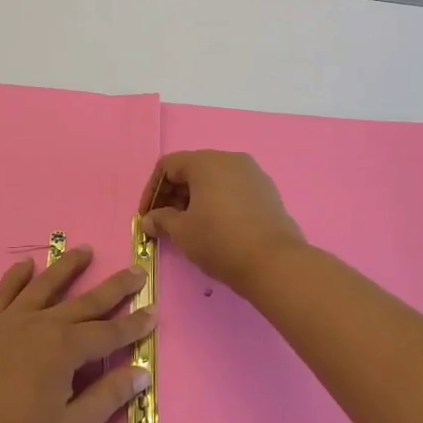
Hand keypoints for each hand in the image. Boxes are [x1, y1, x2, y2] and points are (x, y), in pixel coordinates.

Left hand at [0, 245, 153, 422]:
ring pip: (45, 285)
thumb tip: (141, 372)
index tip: (153, 311)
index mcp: (65, 350)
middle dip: (114, 288)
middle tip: (136, 271)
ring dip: (67, 267)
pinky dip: (16, 276)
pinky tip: (27, 265)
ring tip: (85, 251)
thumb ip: (107, 396)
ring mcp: (9, 322)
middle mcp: (41, 325)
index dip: (133, 325)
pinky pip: (3, 293)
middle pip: (84, 302)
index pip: (109, 333)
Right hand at [139, 150, 305, 291]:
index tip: (147, 216)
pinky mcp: (268, 191)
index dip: (152, 190)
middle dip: (174, 194)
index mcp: (206, 162)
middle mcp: (230, 159)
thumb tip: (149, 219)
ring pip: (214, 179)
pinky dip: (218, 202)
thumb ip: (161, 220)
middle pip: (192, 169)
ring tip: (189, 226)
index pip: (168, 166)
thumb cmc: (220, 241)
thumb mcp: (182, 232)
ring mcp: (253, 173)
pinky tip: (216, 227)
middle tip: (165, 222)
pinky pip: (234, 189)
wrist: (275, 263)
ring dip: (196, 198)